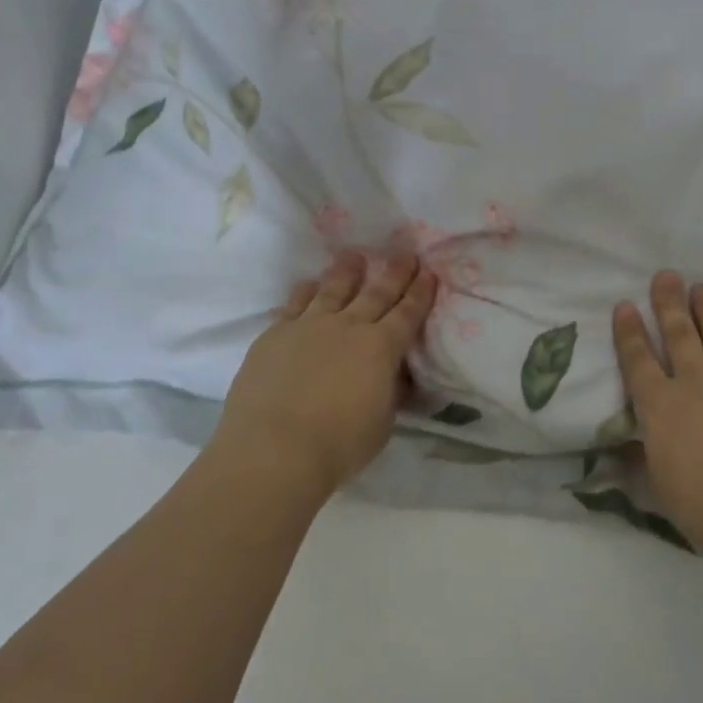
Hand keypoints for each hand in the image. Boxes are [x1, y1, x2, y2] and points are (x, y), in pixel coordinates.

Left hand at [211, 250, 437, 503]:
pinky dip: (305, 291)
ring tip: (354, 256)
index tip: (429, 273)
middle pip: (376, 293)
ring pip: (333, 289)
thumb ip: (389, 391)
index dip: (420, 293)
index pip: (408, 313)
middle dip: (394, 272)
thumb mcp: (382, 422)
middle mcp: (348, 326)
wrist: (274, 449)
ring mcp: (309, 325)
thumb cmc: (338, 445)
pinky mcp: (275, 333)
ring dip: (347, 271)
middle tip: (404, 253)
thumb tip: (393, 374)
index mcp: (381, 348)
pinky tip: (309, 284)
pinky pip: (295, 303)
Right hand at [613, 271, 702, 558]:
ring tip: (702, 286)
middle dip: (669, 303)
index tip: (625, 305)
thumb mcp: (662, 489)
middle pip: (678, 334)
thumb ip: (645, 461)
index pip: (638, 362)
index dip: (629, 333)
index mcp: (660, 408)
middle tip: (666, 275)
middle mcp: (693, 382)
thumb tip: (623, 452)